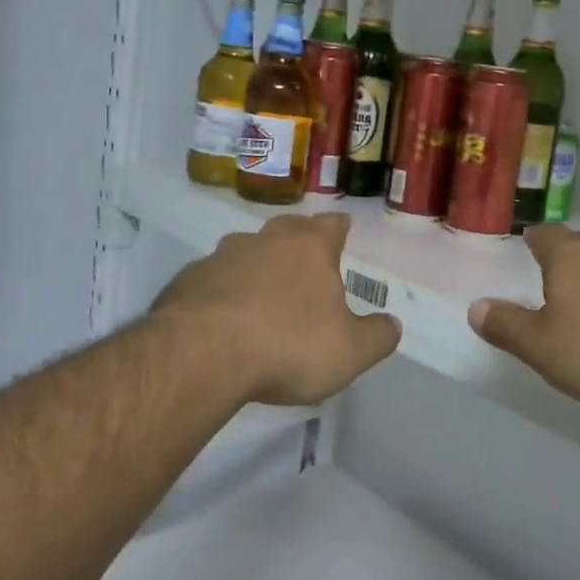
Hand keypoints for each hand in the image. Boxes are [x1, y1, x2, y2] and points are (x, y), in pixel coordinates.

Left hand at [153, 214, 400, 406]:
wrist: (200, 354)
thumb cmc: (287, 345)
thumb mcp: (350, 352)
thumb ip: (377, 336)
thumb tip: (392, 325)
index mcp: (308, 247)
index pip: (331, 225)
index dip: (340, 228)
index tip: (343, 229)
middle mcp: (265, 240)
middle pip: (287, 229)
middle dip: (299, 240)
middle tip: (307, 259)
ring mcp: (221, 257)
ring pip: (246, 251)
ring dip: (258, 266)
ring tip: (264, 292)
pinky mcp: (187, 280)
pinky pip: (214, 279)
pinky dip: (224, 291)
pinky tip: (225, 317)